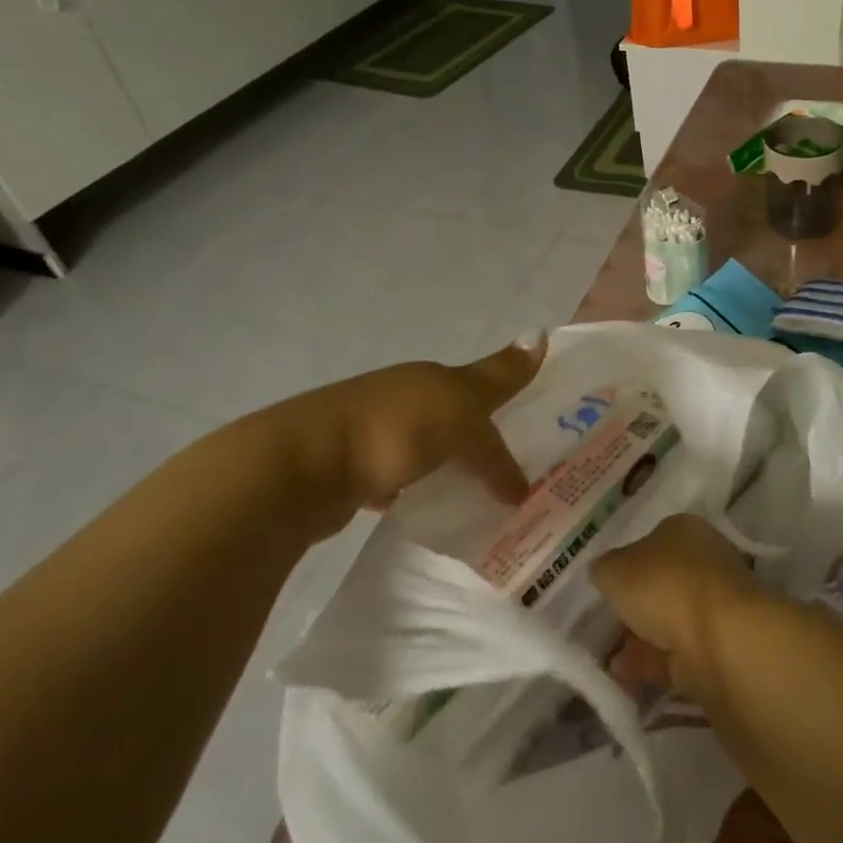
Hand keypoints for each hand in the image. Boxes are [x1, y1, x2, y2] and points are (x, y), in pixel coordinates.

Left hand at [236, 333, 546, 543]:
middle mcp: (403, 396)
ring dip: (445, 464)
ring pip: (423, 446)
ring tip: (474, 496)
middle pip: (453, 413)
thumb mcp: (460, 405)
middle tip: (513, 470)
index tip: (538, 424)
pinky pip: (394, 477)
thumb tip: (540, 334)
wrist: (301, 470)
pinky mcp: (348, 471)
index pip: (485, 383)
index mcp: (431, 378)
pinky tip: (419, 508)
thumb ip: (500, 379)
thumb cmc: (394, 431)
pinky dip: (411, 489)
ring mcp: (371, 433)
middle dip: (479, 434)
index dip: (511, 395)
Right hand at [591, 515, 767, 696]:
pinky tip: (625, 676)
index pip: (652, 540)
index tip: (606, 586)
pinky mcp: (719, 644)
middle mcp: (704, 560)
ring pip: (669, 618)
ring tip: (608, 659)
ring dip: (640, 638)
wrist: (719, 640)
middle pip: (661, 581)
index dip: (627, 562)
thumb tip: (604, 572)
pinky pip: (676, 651)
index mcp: (684, 529)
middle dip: (634, 605)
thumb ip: (605, 569)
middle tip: (604, 625)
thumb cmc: (665, 586)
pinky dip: (651, 663)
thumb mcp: (614, 569)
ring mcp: (715, 604)